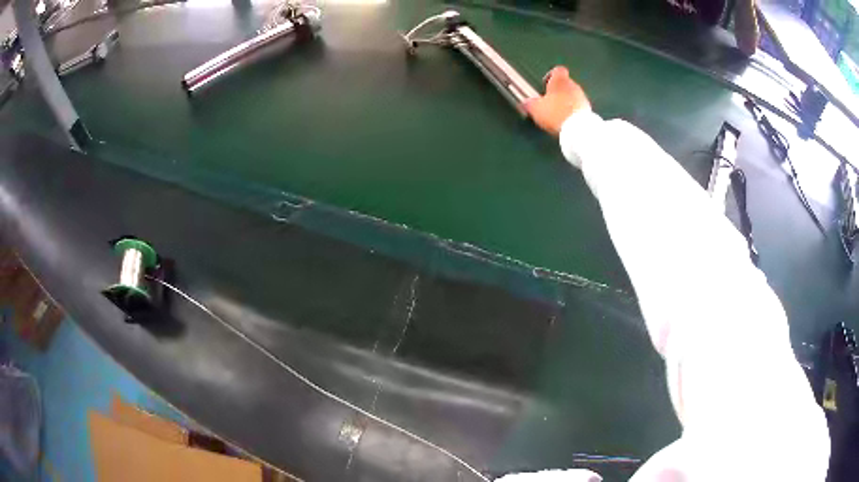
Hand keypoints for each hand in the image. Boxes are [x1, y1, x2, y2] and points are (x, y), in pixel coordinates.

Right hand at [524, 66, 590, 136]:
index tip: (545, 84)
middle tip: (550, 102)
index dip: (551, 76)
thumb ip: (530, 103)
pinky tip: (567, 120)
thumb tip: (526, 102)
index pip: (557, 70)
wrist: (578, 129)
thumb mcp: (536, 109)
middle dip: (559, 91)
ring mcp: (583, 97)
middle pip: (566, 83)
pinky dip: (573, 110)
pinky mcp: (589, 110)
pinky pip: (579, 106)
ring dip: (567, 101)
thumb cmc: (555, 113)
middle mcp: (573, 85)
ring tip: (559, 113)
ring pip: (573, 95)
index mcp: (560, 80)